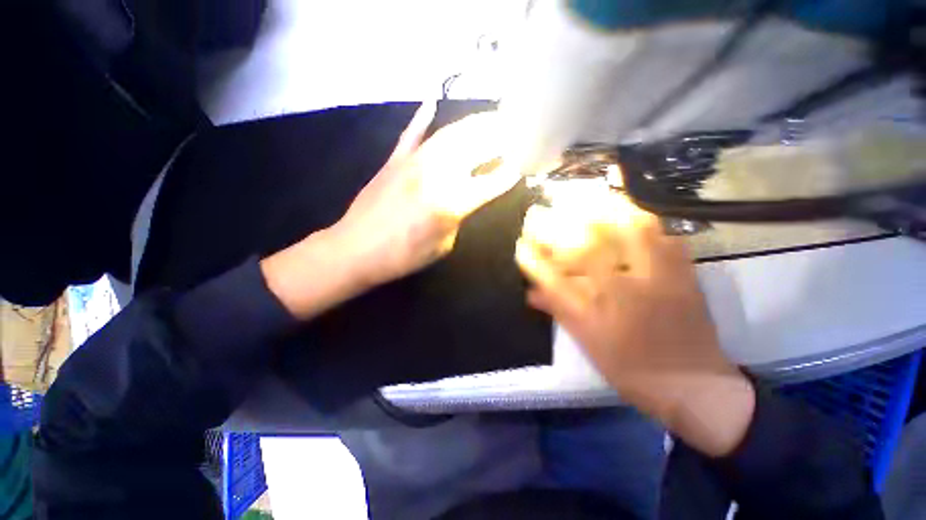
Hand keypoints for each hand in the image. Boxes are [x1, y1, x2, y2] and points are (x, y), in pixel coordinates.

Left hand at [262, 102, 518, 320]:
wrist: (355, 250)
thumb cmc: (403, 256)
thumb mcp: (443, 245)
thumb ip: (459, 218)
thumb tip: (467, 198)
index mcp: (452, 202)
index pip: (492, 181)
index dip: (511, 172)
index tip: (524, 163)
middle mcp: (437, 174)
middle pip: (475, 146)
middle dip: (500, 136)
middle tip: (515, 130)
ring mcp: (413, 163)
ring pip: (450, 134)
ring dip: (474, 124)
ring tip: (491, 118)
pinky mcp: (394, 161)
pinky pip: (410, 135)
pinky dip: (421, 119)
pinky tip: (431, 103)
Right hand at [515, 185, 753, 455]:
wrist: (694, 383)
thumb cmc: (631, 369)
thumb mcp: (587, 344)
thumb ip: (558, 311)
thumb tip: (531, 292)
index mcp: (594, 318)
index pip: (551, 281)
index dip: (532, 259)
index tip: (519, 243)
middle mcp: (621, 295)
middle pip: (585, 249)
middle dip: (556, 225)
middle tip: (541, 209)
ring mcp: (655, 280)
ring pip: (627, 233)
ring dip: (600, 209)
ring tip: (581, 195)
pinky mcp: (683, 274)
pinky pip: (663, 235)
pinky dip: (641, 216)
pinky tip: (627, 206)